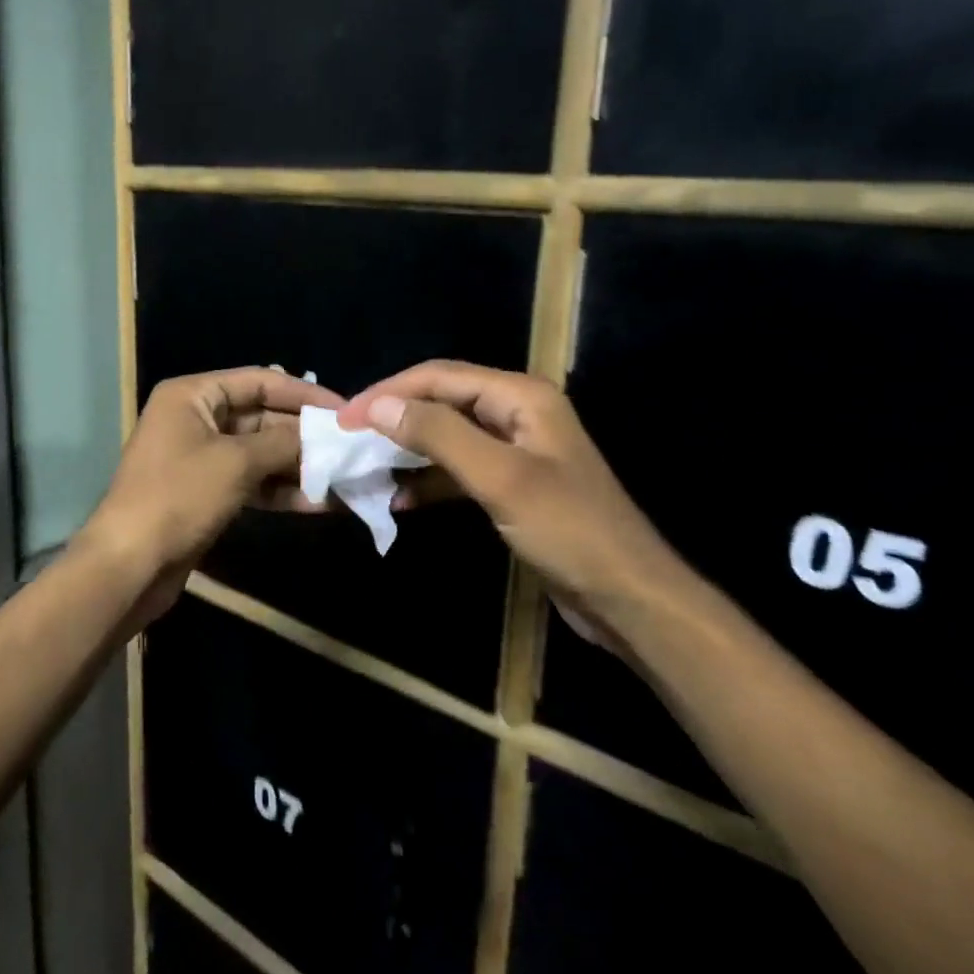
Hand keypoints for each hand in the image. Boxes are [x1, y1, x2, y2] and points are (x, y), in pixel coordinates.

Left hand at [82, 367, 343, 627]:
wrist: (128, 565)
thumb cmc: (179, 497)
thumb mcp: (236, 462)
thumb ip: (283, 443)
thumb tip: (323, 436)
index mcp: (193, 395)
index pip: (259, 380)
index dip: (304, 393)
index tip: (344, 409)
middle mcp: (196, 419)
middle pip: (262, 417)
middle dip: (304, 435)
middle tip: (350, 448)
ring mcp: (200, 458)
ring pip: (260, 453)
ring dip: (298, 466)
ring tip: (343, 477)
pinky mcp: (206, 493)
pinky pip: (251, 482)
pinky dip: (281, 491)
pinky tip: (319, 503)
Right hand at [340, 361, 683, 639]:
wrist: (628, 597)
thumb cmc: (568, 530)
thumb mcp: (499, 477)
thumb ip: (438, 435)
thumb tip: (378, 406)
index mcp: (521, 397)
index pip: (440, 377)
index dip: (389, 392)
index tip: (344, 417)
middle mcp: (518, 413)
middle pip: (443, 401)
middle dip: (396, 417)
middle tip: (349, 439)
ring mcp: (516, 450)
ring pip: (448, 437)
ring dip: (409, 451)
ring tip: (367, 467)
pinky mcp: (513, 486)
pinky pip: (460, 470)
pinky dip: (430, 481)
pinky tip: (401, 500)